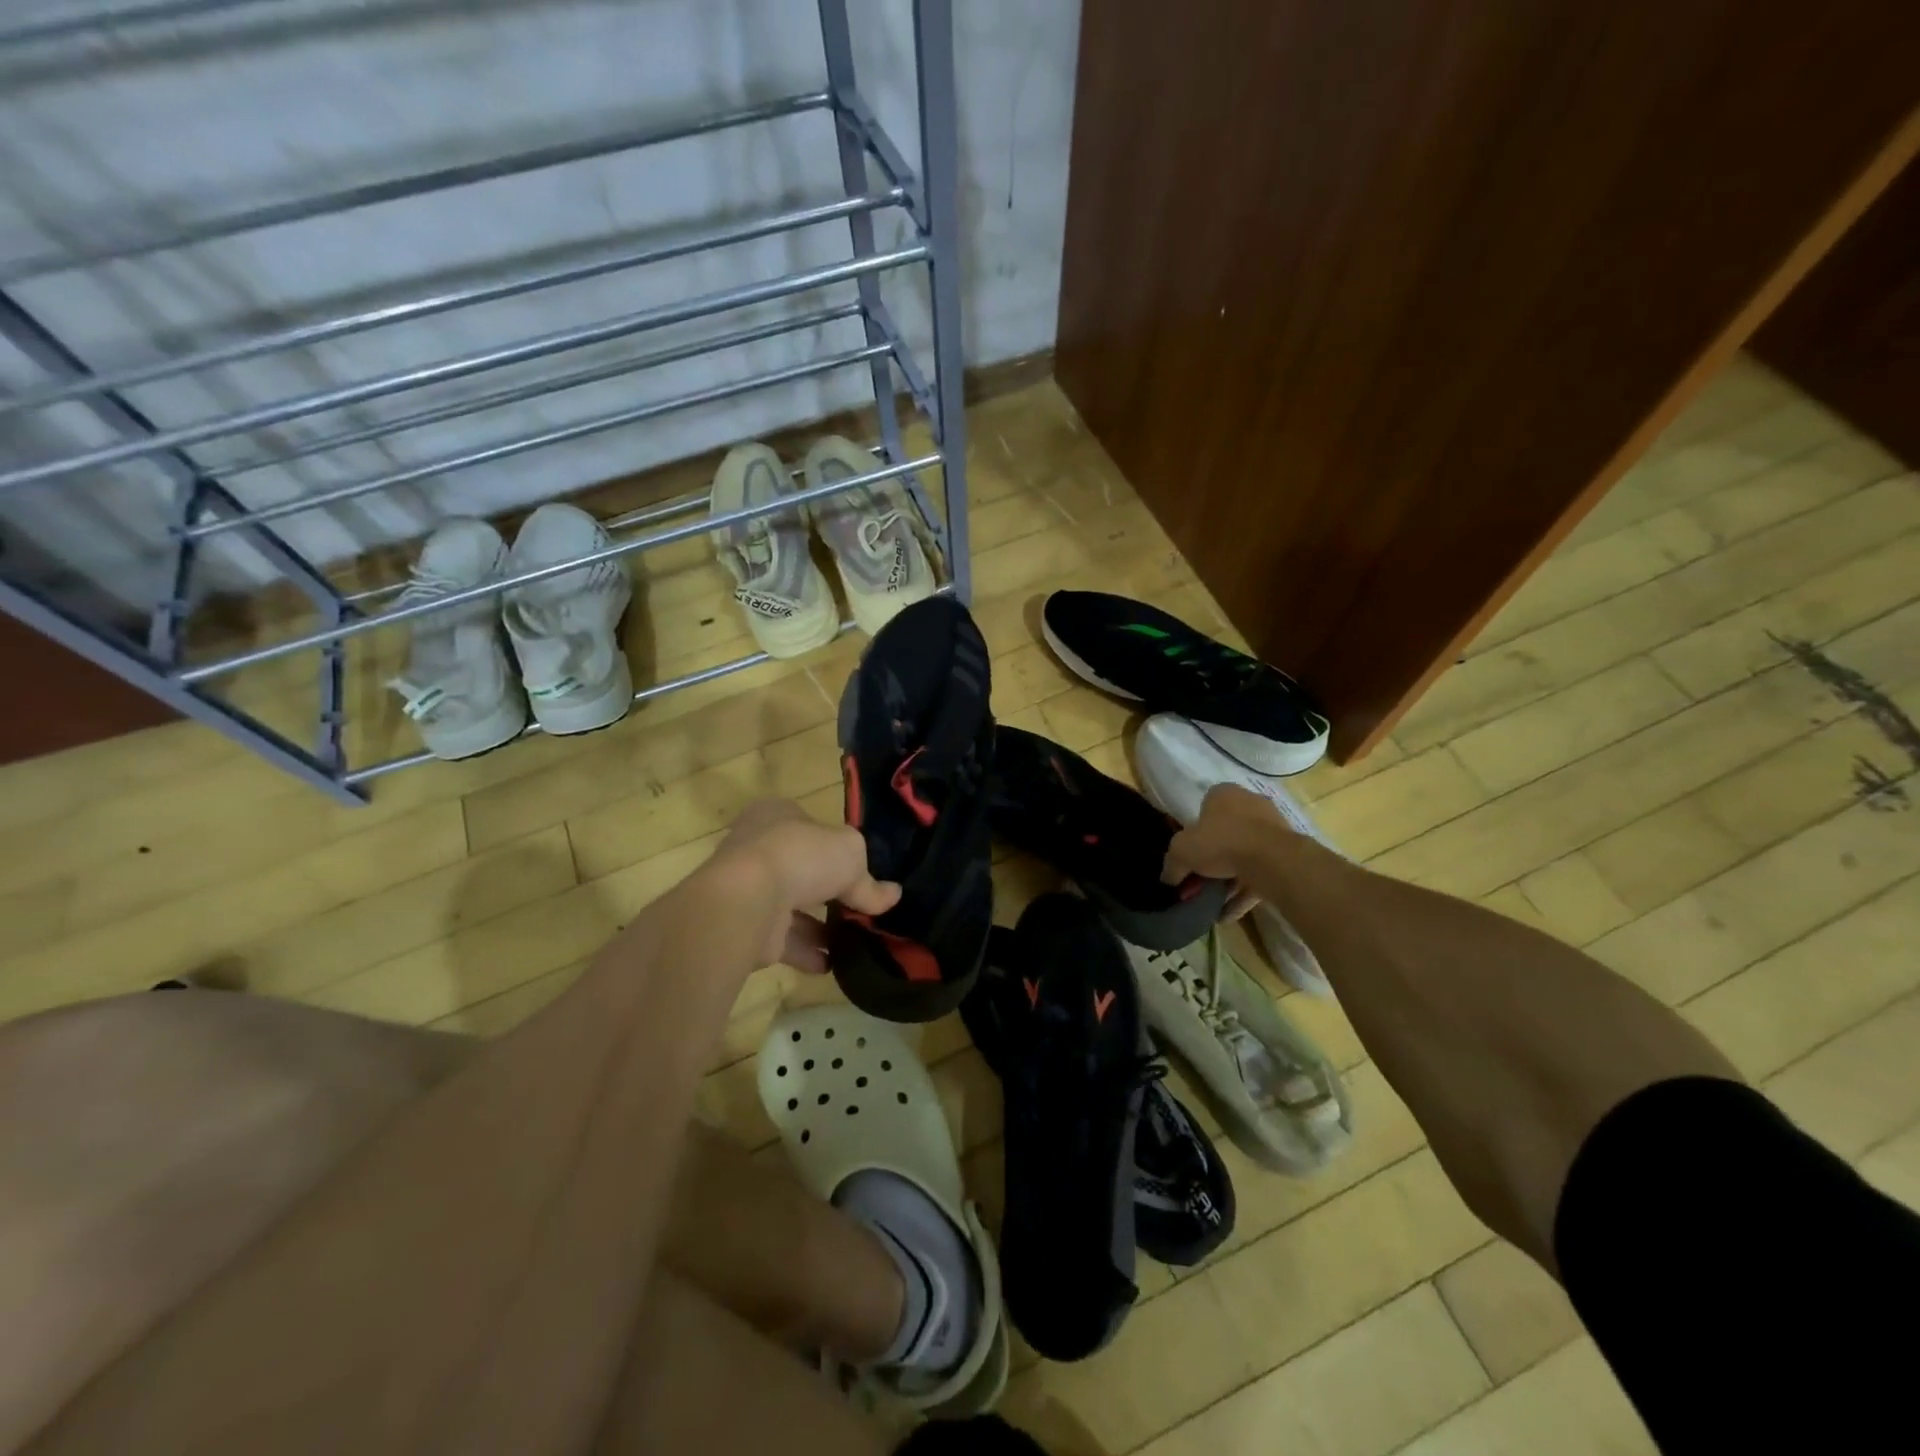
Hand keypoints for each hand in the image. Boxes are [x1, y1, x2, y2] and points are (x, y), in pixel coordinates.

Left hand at [703, 798, 900, 970]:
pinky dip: (808, 951)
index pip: (810, 826)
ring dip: (821, 926)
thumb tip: (892, 895)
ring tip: (855, 940)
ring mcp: (750, 889)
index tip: (859, 867)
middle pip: (802, 868)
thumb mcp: (850, 855)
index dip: (834, 845)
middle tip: (860, 907)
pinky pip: (784, 940)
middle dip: (829, 890)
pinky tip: (833, 962)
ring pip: (792, 907)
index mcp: (776, 815)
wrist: (746, 901)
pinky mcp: (747, 927)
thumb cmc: (800, 856)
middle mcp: (758, 848)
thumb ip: (870, 880)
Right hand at [1163, 784, 1288, 917]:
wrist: (1272, 859)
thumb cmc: (1221, 841)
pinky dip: (1244, 893)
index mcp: (1224, 794)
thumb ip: (1172, 864)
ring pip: (1244, 855)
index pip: (1204, 808)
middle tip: (1200, 880)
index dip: (1193, 832)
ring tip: (1213, 903)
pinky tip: (1228, 914)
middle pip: (1225, 833)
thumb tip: (1168, 878)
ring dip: (1229, 880)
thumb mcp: (1182, 851)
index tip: (1188, 855)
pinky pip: (1259, 874)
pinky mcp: (1286, 855)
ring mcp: (1272, 829)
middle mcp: (1250, 805)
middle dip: (1212, 859)